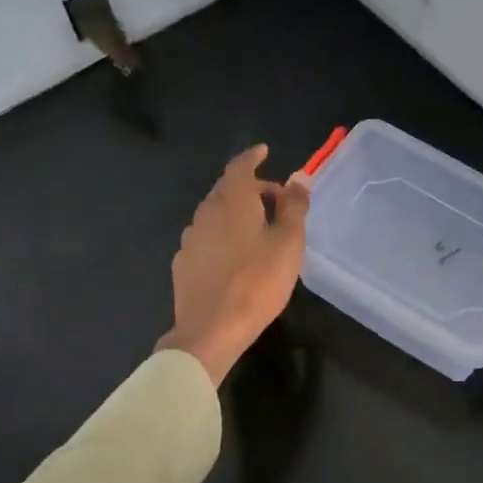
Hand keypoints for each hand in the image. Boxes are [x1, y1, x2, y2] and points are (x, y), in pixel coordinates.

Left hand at [158, 144, 311, 385]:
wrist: (210, 330)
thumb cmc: (257, 282)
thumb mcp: (288, 243)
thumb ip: (294, 207)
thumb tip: (299, 177)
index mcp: (232, 202)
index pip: (240, 166)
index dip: (253, 156)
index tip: (264, 151)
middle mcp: (206, 212)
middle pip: (227, 189)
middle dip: (251, 188)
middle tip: (276, 200)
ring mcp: (190, 238)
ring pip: (215, 213)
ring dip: (237, 212)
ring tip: (259, 229)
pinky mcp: (183, 263)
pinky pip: (207, 236)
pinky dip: (223, 234)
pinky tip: (236, 255)